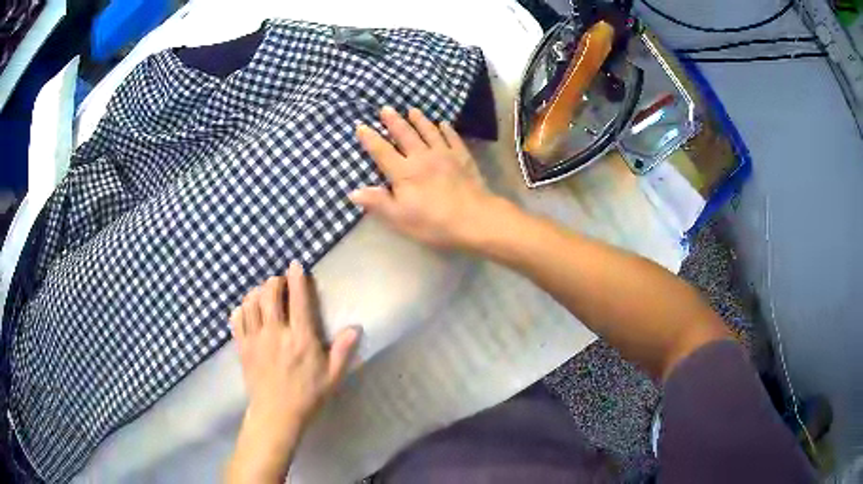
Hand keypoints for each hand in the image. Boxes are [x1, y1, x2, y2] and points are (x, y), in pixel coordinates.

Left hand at [226, 261, 359, 482]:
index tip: (295, 265)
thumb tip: (355, 327)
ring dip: (257, 293)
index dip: (297, 278)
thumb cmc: (307, 396)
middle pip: (269, 294)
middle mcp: (276, 333)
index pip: (298, 300)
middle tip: (280, 282)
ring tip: (264, 295)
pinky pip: (237, 319)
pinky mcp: (242, 347)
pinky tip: (247, 312)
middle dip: (275, 281)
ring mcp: (256, 339)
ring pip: (251, 303)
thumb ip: (343, 351)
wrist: (276, 415)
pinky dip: (241, 309)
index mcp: (301, 339)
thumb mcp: (332, 377)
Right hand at [350, 106, 494, 248]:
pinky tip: (443, 124)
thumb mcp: (400, 218)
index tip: (361, 126)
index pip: (382, 151)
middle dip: (394, 121)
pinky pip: (452, 138)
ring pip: (429, 132)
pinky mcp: (462, 157)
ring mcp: (444, 154)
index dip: (370, 138)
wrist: (475, 219)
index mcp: (403, 172)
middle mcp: (421, 157)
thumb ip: (378, 202)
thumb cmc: (433, 222)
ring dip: (419, 120)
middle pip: (405, 135)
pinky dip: (446, 129)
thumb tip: (353, 191)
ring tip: (412, 110)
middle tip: (386, 108)